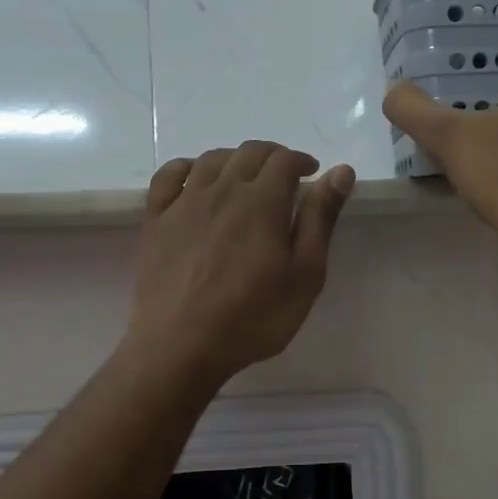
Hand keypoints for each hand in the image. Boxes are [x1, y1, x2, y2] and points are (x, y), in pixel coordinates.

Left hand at [127, 143, 355, 385]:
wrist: (181, 345)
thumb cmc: (254, 316)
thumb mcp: (305, 274)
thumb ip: (321, 219)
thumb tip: (341, 172)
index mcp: (262, 201)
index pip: (284, 160)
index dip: (301, 161)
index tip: (312, 174)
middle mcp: (222, 189)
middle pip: (249, 152)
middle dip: (272, 156)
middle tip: (284, 176)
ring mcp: (185, 202)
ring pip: (211, 159)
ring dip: (235, 158)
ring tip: (246, 177)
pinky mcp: (156, 220)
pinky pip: (168, 176)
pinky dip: (187, 167)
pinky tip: (196, 178)